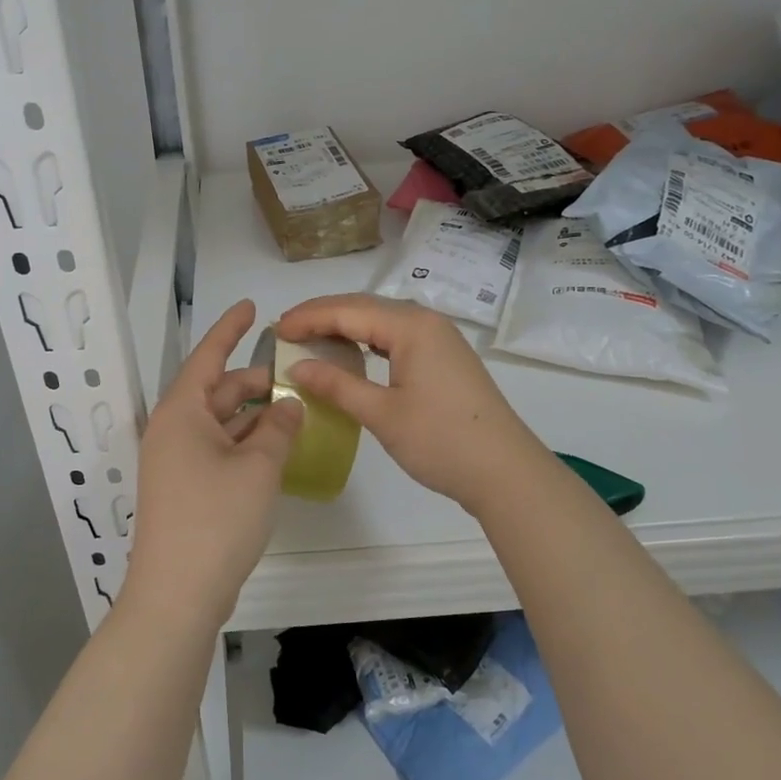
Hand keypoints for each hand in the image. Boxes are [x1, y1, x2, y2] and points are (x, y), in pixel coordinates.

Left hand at [121, 300, 303, 631]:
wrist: (177, 595)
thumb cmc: (216, 519)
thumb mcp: (258, 467)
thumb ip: (278, 428)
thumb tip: (289, 404)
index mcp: (181, 412)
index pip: (208, 356)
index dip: (230, 329)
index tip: (251, 306)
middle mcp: (173, 430)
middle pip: (216, 391)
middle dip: (253, 382)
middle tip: (295, 377)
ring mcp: (175, 462)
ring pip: (219, 423)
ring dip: (253, 415)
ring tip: (294, 410)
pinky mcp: (184, 489)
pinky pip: (217, 450)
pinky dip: (244, 443)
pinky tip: (274, 448)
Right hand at [276, 294, 549, 513]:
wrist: (505, 472)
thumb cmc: (441, 441)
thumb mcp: (383, 414)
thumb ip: (337, 385)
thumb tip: (296, 367)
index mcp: (411, 327)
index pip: (348, 311)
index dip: (308, 318)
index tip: (275, 329)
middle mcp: (426, 321)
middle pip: (364, 307)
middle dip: (322, 315)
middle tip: (286, 331)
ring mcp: (439, 338)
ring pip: (381, 320)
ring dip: (344, 326)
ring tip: (310, 339)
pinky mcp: (444, 357)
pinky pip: (396, 336)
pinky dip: (367, 340)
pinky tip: (351, 354)